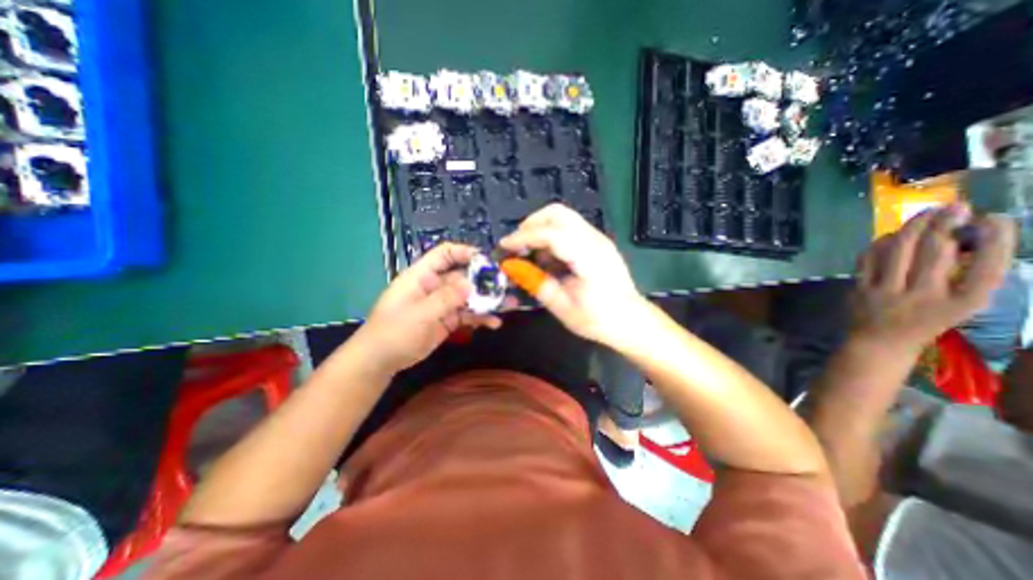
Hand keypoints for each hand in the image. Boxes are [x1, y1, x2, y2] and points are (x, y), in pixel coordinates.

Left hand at [354, 241, 502, 373]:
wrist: (381, 361)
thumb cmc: (394, 331)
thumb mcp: (419, 313)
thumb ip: (446, 298)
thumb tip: (471, 283)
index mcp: (423, 276)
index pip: (445, 254)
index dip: (465, 253)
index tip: (487, 261)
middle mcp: (435, 286)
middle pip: (463, 276)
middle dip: (485, 281)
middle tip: (506, 286)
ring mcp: (443, 304)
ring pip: (469, 297)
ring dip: (487, 301)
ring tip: (508, 305)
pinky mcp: (448, 320)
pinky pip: (468, 314)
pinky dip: (481, 317)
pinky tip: (494, 323)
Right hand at [501, 204, 643, 343]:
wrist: (632, 321)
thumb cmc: (599, 319)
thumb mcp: (564, 308)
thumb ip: (537, 284)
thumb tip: (512, 267)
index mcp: (588, 258)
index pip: (551, 234)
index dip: (524, 237)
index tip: (504, 247)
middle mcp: (595, 240)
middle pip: (557, 213)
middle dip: (531, 224)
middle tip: (517, 245)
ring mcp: (598, 238)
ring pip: (563, 217)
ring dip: (540, 228)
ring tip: (529, 252)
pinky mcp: (597, 242)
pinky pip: (569, 228)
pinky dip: (551, 235)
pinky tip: (547, 257)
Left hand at [847, 207, 1014, 354]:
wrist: (880, 341)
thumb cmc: (925, 321)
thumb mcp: (959, 305)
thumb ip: (964, 277)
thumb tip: (965, 237)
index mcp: (961, 304)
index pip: (988, 268)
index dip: (995, 240)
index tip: (995, 218)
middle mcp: (923, 296)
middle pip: (936, 253)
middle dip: (946, 224)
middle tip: (955, 206)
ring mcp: (887, 292)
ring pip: (899, 251)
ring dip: (913, 228)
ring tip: (926, 213)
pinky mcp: (860, 288)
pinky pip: (869, 259)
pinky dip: (880, 243)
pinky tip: (892, 234)